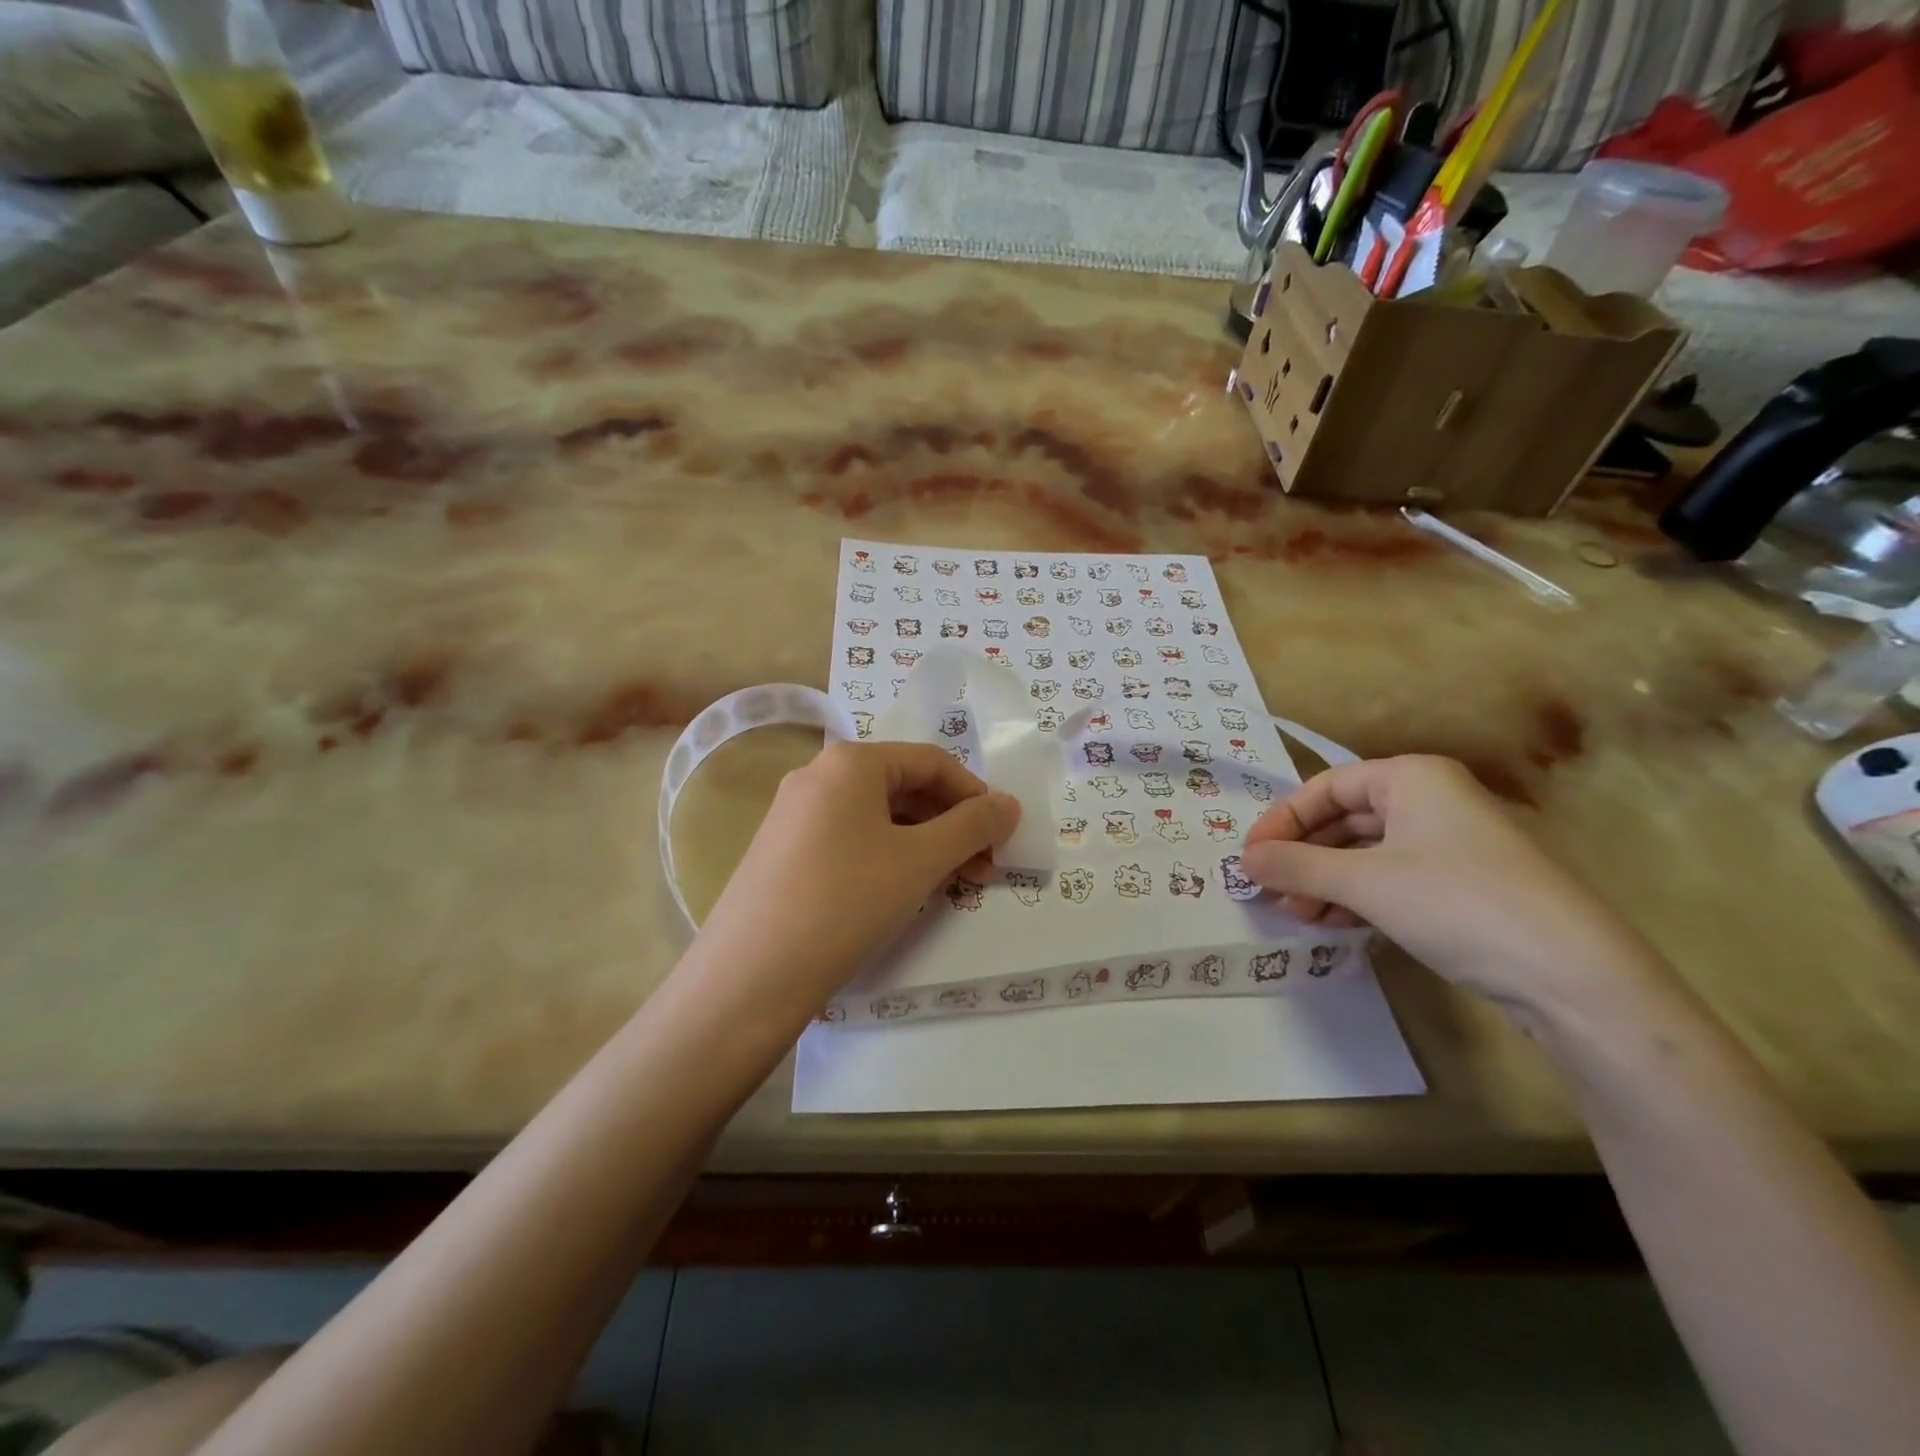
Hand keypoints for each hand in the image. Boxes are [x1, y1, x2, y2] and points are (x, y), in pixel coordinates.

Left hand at [691, 740, 1019, 1022]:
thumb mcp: (920, 861)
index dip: (975, 794)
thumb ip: (972, 826)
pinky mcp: (783, 852)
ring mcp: (794, 815)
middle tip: (984, 868)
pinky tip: (904, 892)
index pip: (931, 762)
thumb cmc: (846, 901)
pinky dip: (888, 858)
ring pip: (877, 818)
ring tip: (952, 885)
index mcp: (850, 762)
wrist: (750, 975)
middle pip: (903, 787)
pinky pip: (850, 840)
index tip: (1002, 834)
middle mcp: (817, 776)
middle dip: (951, 825)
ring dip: (924, 845)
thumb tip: (1009, 804)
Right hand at [1241, 755, 1667, 1018]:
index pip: (1326, 787)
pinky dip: (1359, 898)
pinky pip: (1393, 879)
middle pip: (1346, 820)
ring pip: (1368, 854)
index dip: (1283, 820)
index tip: (1252, 857)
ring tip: (1300, 915)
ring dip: (1327, 882)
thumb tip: (1243, 861)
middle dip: (1304, 857)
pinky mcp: (1465, 886)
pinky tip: (1337, 924)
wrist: (1573, 975)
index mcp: (1411, 778)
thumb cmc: (1456, 903)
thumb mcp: (1364, 882)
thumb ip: (1296, 867)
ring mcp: (1452, 844)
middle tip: (1271, 891)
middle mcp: (1432, 801)